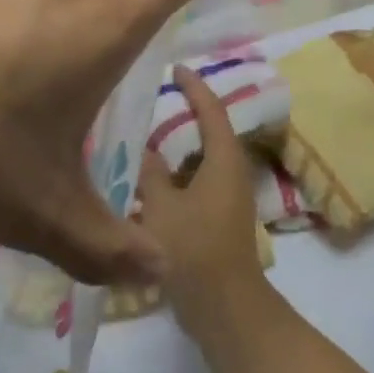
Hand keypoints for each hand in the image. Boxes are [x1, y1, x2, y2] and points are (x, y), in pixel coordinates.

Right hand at [136, 65, 271, 335]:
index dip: (195, 87)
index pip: (212, 111)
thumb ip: (150, 173)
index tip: (176, 67)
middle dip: (185, 114)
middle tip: (152, 99)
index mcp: (223, 161)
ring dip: (177, 148)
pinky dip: (175, 175)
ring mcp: (228, 198)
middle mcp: (231, 173)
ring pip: (201, 161)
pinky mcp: (219, 219)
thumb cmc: (193, 249)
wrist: (224, 305)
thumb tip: (144, 148)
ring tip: (142, 136)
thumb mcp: (161, 206)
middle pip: (210, 133)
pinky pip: (197, 183)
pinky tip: (147, 181)